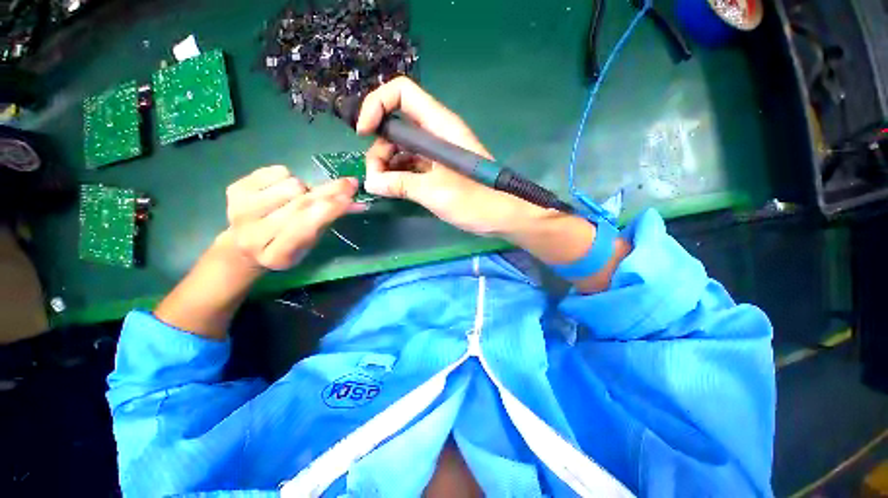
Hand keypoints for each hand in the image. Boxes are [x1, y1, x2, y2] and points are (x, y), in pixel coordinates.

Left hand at [222, 165, 364, 270]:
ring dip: (304, 189)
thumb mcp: (311, 241)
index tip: (349, 198)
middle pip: (299, 203)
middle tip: (348, 184)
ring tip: (298, 199)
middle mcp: (253, 234)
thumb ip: (330, 221)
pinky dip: (287, 177)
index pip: (304, 228)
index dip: (328, 211)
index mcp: (277, 255)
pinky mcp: (234, 190)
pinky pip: (275, 171)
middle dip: (329, 192)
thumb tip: (358, 203)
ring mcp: (239, 210)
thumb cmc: (287, 246)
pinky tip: (281, 191)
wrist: (244, 245)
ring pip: (290, 184)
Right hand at [356, 76, 544, 235]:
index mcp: (440, 126)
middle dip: (379, 147)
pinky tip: (394, 189)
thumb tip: (371, 183)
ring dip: (387, 164)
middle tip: (375, 177)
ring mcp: (437, 153)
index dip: (377, 104)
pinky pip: (411, 164)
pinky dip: (399, 174)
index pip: (402, 93)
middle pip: (396, 124)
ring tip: (384, 187)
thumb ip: (401, 184)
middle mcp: (436, 133)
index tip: (364, 133)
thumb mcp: (435, 192)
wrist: (501, 216)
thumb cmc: (475, 201)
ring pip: (402, 147)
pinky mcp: (437, 170)